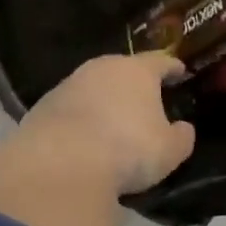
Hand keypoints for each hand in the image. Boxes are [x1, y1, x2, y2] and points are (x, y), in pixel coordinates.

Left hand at [14, 52, 196, 194]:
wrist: (60, 163)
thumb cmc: (127, 149)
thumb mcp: (168, 150)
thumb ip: (180, 137)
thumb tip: (183, 128)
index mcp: (137, 71)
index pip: (160, 61)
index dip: (172, 67)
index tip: (179, 70)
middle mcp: (101, 68)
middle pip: (122, 70)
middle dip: (133, 83)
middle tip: (144, 98)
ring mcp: (68, 85)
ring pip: (93, 87)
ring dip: (103, 100)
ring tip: (112, 121)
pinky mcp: (43, 106)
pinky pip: (70, 109)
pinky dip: (80, 119)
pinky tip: (83, 138)